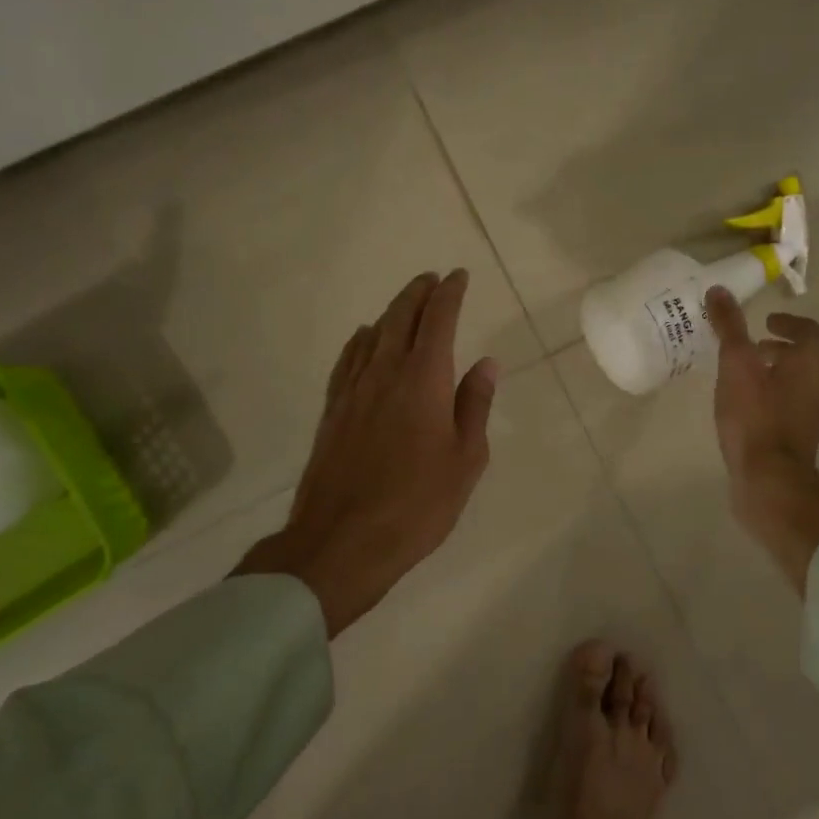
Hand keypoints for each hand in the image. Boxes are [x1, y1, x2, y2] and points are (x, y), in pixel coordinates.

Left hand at [240, 270, 497, 634]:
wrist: (342, 541)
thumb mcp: (465, 459)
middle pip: (400, 317)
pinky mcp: (332, 411)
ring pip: (372, 334)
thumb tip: (486, 363)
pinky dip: (360, 340)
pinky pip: (347, 360)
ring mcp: (353, 390)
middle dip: (418, 293)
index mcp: (423, 380)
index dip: (450, 294)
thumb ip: (474, 405)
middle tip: (432, 279)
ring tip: (406, 303)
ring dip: (391, 312)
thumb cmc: (417, 504)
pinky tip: (363, 338)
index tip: (458, 276)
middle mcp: (385, 373)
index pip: (438, 320)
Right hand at [705, 287, 818, 591]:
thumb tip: (719, 290)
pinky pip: (785, 410)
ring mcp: (809, 419)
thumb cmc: (756, 417)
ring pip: (795, 386)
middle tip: (750, 348)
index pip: (809, 332)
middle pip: (803, 360)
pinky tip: (742, 411)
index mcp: (809, 366)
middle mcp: (817, 389)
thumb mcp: (736, 365)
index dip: (789, 322)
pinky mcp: (796, 443)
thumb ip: (729, 327)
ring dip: (772, 375)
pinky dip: (768, 400)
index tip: (766, 321)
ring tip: (740, 378)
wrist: (770, 482)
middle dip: (778, 349)